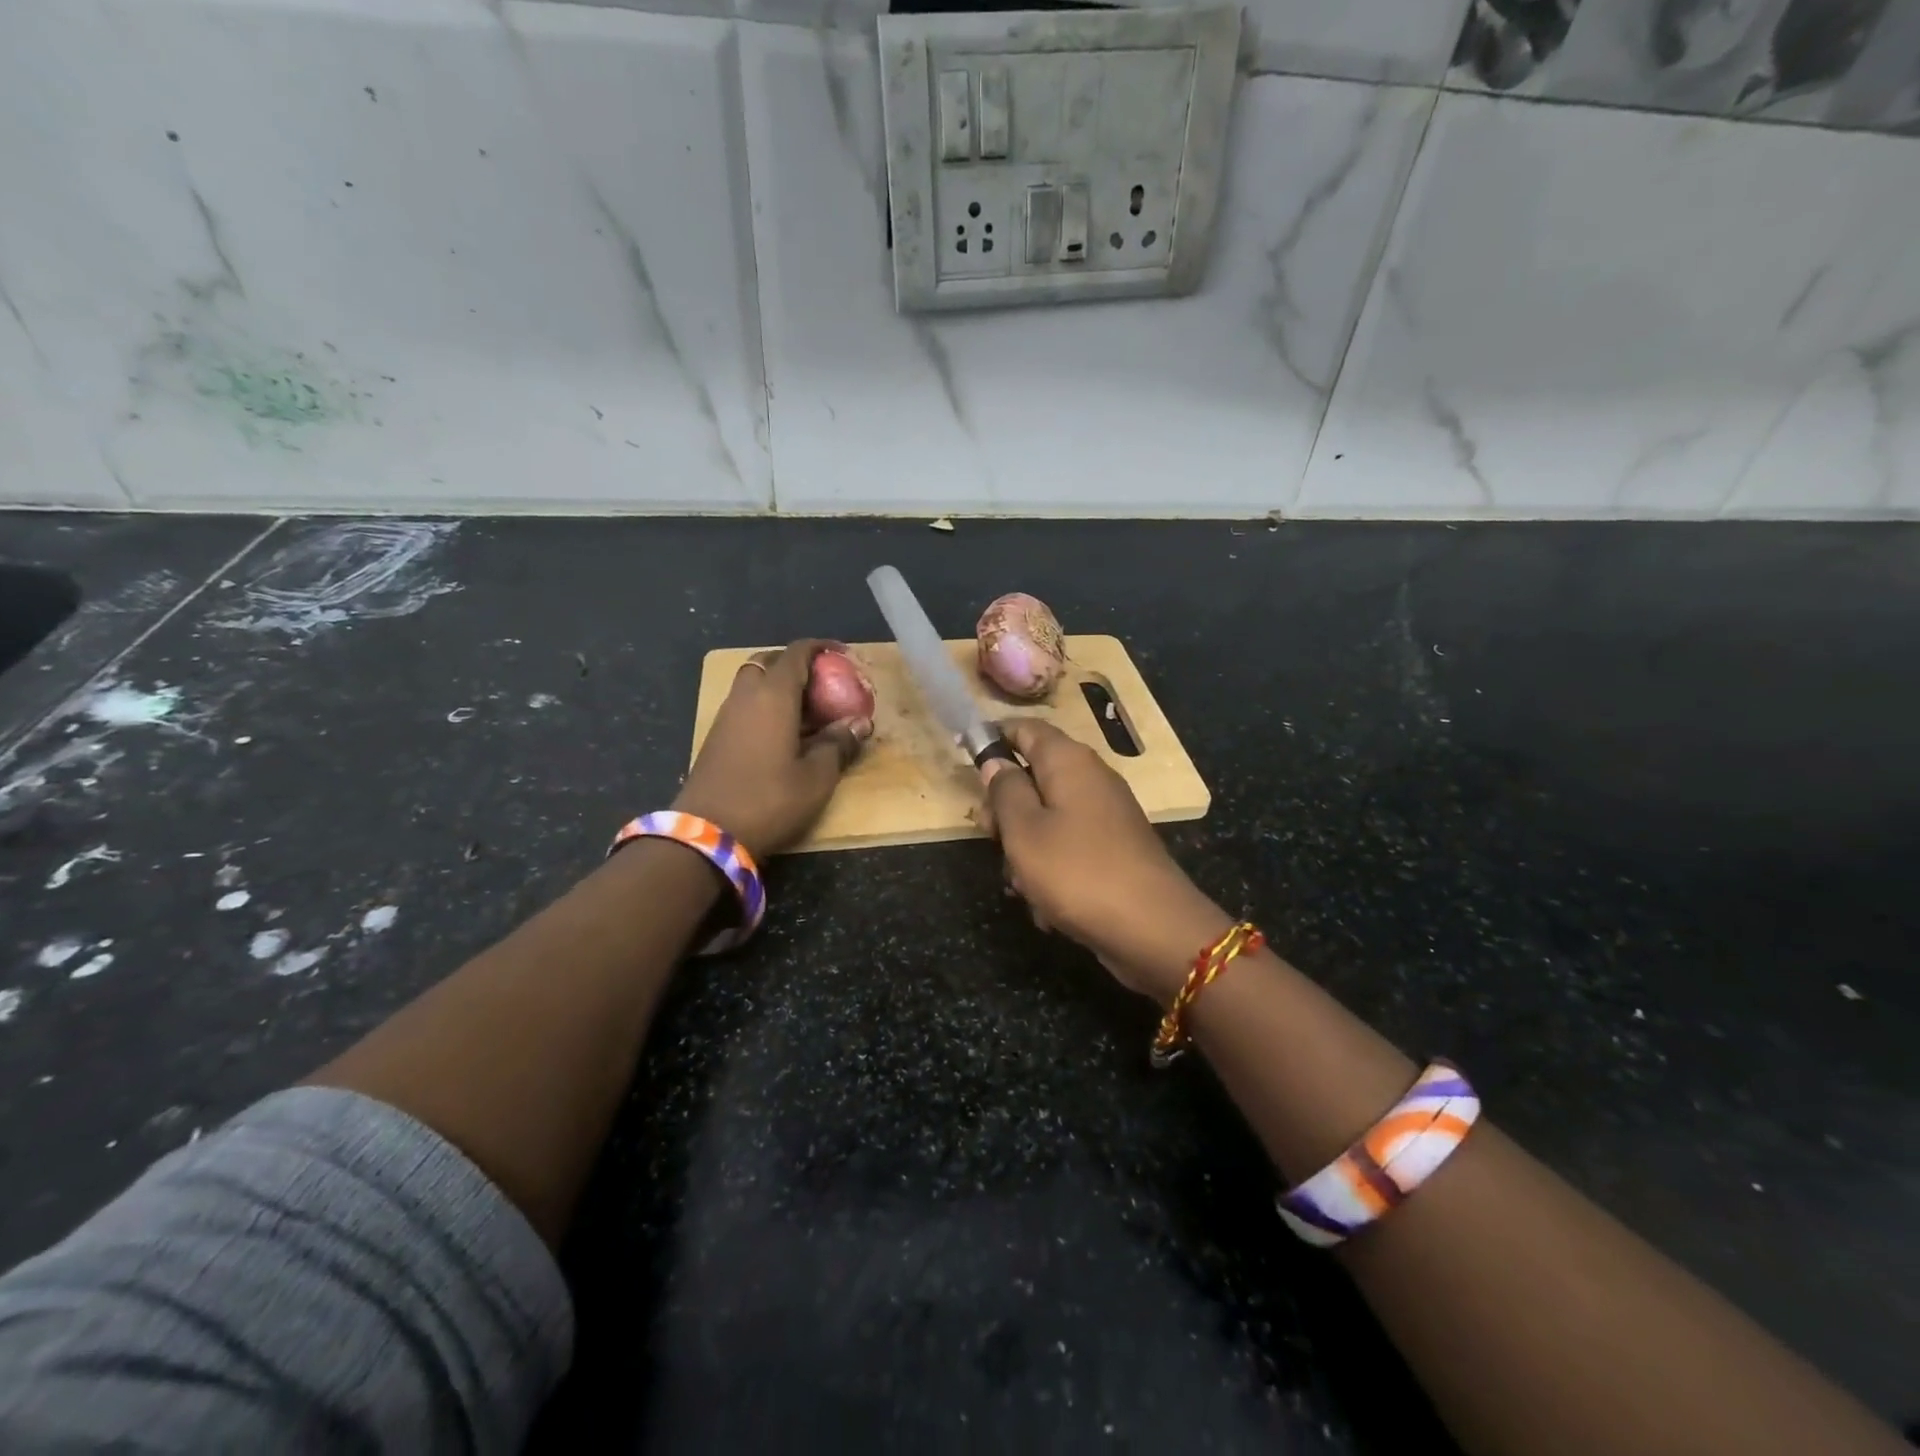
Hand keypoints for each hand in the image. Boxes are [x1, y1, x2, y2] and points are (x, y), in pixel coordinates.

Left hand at [674, 640, 870, 859]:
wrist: (707, 833)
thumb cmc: (769, 799)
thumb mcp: (816, 777)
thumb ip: (839, 744)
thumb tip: (860, 723)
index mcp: (773, 696)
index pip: (797, 653)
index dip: (821, 647)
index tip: (844, 654)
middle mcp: (746, 696)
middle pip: (770, 661)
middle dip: (798, 664)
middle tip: (824, 682)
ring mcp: (727, 715)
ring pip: (754, 682)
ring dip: (780, 685)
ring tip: (808, 708)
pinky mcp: (717, 736)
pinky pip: (746, 704)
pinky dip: (767, 704)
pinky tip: (785, 732)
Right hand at [981, 719, 1231, 1001]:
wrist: (1152, 928)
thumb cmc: (1077, 871)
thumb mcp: (1024, 830)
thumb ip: (1005, 791)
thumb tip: (996, 761)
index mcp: (1068, 760)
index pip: (1024, 728)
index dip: (992, 740)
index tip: (967, 766)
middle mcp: (1090, 778)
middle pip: (1033, 775)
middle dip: (1005, 807)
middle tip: (990, 838)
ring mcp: (1105, 814)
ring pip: (1046, 817)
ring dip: (1024, 847)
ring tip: (1020, 883)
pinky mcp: (1113, 848)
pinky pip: (1067, 846)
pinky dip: (1050, 869)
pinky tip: (1045, 904)